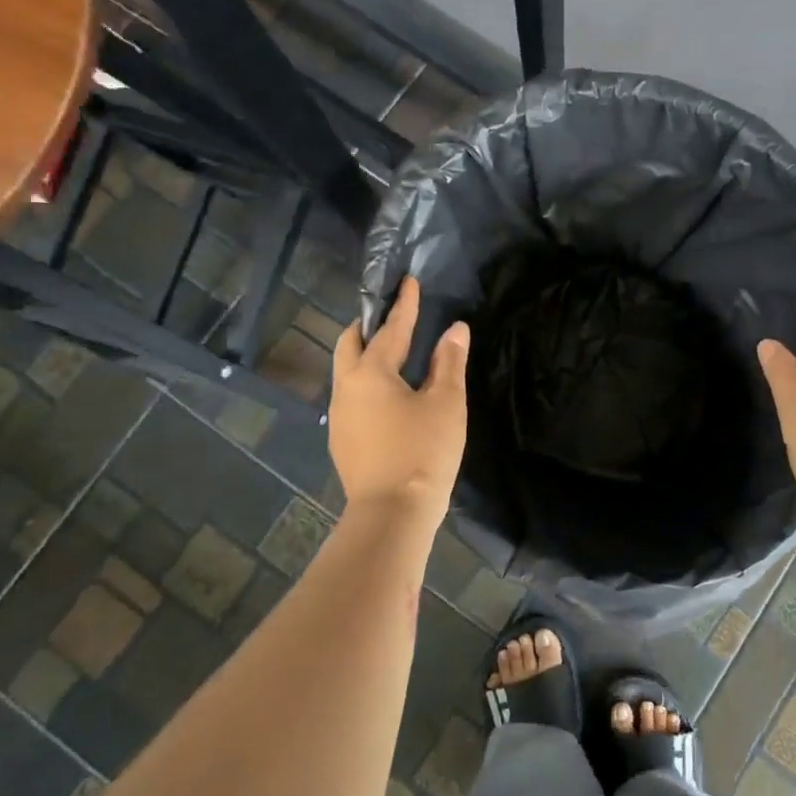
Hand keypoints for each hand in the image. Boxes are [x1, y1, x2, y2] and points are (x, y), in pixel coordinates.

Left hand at [330, 277, 469, 529]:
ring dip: (365, 355)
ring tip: (393, 354)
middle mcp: (346, 388)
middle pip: (349, 344)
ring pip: (347, 371)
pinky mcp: (342, 439)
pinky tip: (388, 395)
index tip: (407, 281)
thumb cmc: (423, 451)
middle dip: (369, 326)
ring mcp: (339, 416)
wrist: (392, 514)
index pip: (390, 329)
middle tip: (392, 317)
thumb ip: (450, 362)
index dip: (403, 305)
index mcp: (370, 373)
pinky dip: (367, 382)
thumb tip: (455, 329)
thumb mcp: (445, 403)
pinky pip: (351, 396)